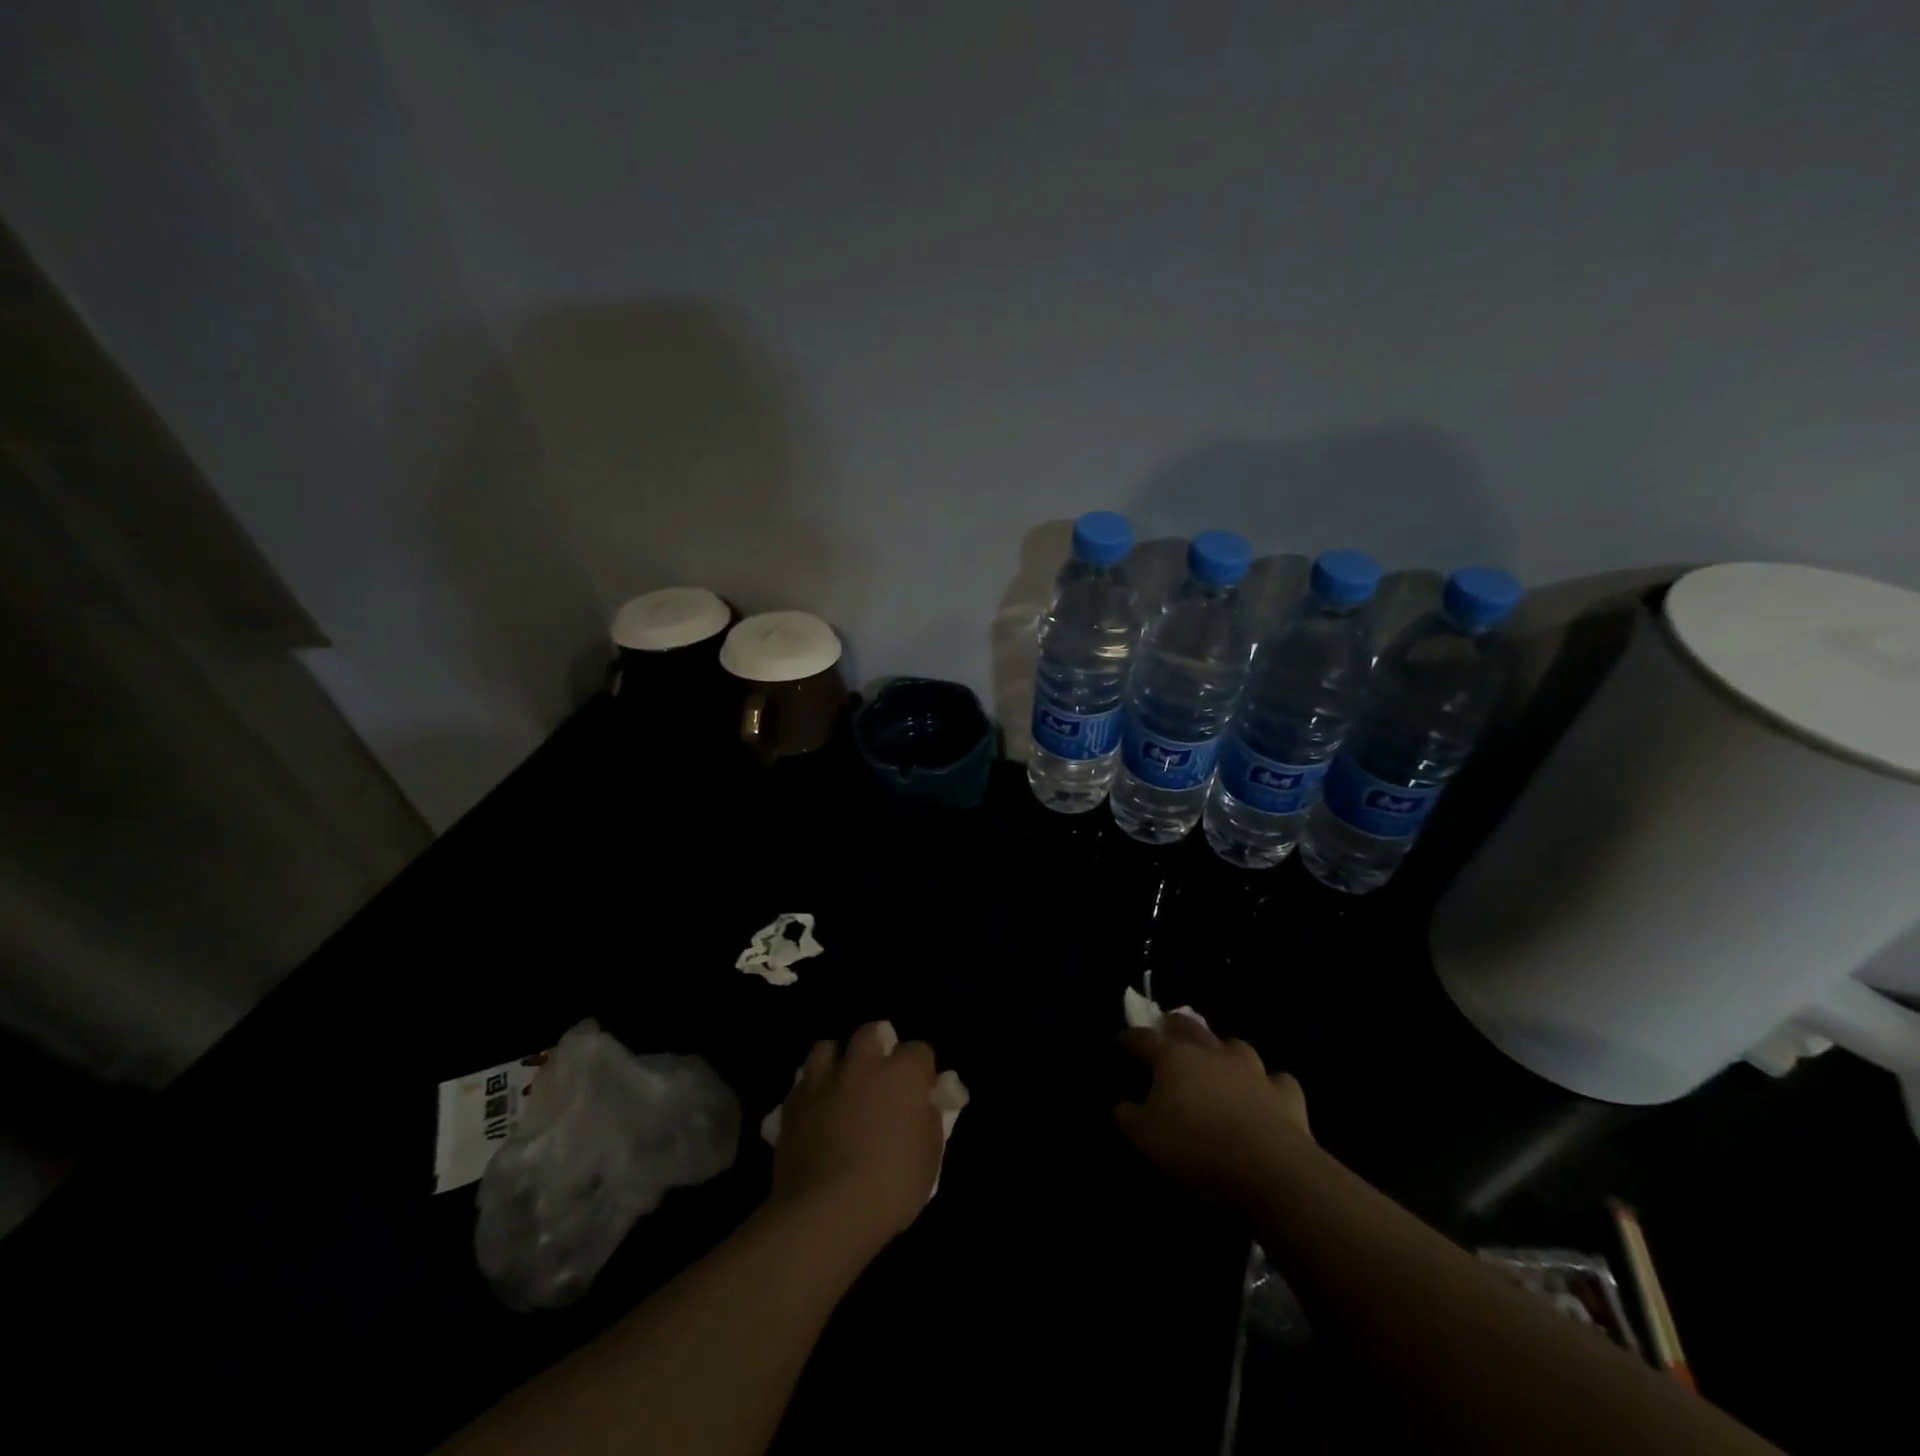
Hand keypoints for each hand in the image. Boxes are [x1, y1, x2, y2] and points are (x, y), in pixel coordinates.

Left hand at [769, 1022, 945, 1257]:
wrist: (826, 1212)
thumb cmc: (890, 1187)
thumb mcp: (930, 1157)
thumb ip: (929, 1118)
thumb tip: (925, 1101)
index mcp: (902, 1074)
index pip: (919, 1050)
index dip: (921, 1069)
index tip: (921, 1091)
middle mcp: (863, 1065)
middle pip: (871, 1032)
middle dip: (878, 1046)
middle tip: (880, 1076)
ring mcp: (824, 1080)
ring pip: (828, 1047)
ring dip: (838, 1061)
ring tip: (841, 1084)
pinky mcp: (793, 1102)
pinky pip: (803, 1081)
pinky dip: (812, 1089)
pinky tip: (815, 1110)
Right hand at [1115, 1014, 1311, 1208]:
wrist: (1269, 1168)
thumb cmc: (1196, 1146)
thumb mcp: (1146, 1137)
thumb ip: (1129, 1117)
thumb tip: (1122, 1106)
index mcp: (1174, 1058)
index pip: (1144, 1039)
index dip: (1129, 1038)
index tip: (1120, 1041)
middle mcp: (1212, 1053)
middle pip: (1189, 1027)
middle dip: (1175, 1025)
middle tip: (1168, 1029)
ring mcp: (1253, 1070)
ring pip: (1236, 1046)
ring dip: (1225, 1050)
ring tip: (1219, 1058)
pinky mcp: (1286, 1095)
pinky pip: (1277, 1080)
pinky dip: (1270, 1084)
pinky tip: (1267, 1092)